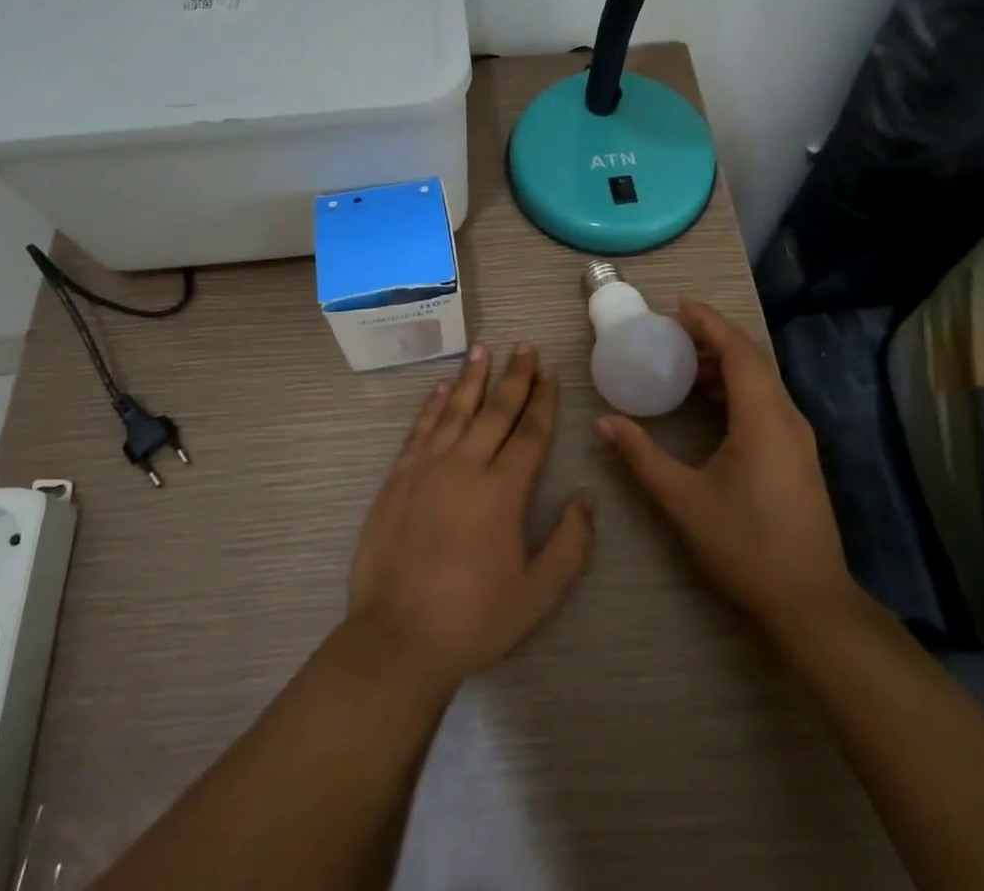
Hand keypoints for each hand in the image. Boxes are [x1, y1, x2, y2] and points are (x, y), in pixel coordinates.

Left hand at [347, 343, 594, 689]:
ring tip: (482, 349)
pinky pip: (419, 431)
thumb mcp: (537, 594)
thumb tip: (585, 498)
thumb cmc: (474, 619)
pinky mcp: (397, 479)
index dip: (542, 400)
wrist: (398, 637)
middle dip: (513, 377)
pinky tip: (438, 389)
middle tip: (525, 346)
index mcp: (502, 491)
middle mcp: (465, 467)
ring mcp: (427, 469)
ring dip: (471, 378)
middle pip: (495, 411)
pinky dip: (430, 407)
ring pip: (454, 410)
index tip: (550, 372)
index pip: (529, 433)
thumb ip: (569, 545)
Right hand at [594, 299, 854, 634]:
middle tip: (672, 332)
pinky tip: (709, 403)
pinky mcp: (798, 455)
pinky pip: (766, 401)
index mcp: (762, 419)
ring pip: (762, 380)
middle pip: (753, 359)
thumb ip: (641, 456)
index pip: (738, 351)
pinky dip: (737, 388)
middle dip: (714, 338)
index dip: (709, 322)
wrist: (810, 603)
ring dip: (726, 364)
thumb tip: (604, 423)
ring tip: (684, 364)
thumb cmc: (745, 546)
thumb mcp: (683, 500)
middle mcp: (787, 418)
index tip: (678, 305)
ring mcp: (798, 437)